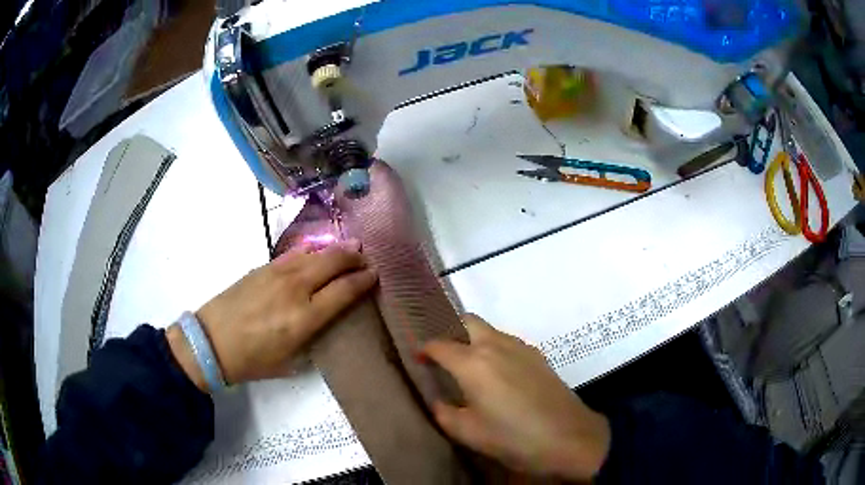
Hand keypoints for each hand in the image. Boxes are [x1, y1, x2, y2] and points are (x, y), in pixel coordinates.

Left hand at [167, 240, 376, 390]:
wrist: (211, 341)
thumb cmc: (252, 360)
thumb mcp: (289, 361)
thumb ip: (311, 339)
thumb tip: (323, 322)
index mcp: (304, 317)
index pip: (343, 291)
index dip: (363, 280)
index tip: (375, 274)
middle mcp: (295, 289)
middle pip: (332, 263)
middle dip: (353, 257)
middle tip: (365, 257)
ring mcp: (277, 274)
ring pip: (314, 253)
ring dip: (334, 250)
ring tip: (348, 248)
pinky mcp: (262, 268)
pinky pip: (293, 255)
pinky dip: (311, 251)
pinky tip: (316, 253)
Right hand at [424, 315, 609, 480]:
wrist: (568, 437)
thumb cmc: (512, 437)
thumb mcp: (468, 432)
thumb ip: (444, 412)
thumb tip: (439, 400)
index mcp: (473, 363)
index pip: (439, 345)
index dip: (424, 349)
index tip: (418, 359)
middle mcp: (495, 345)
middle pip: (467, 321)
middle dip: (450, 331)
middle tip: (443, 355)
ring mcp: (521, 347)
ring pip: (489, 330)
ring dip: (473, 339)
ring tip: (469, 366)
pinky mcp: (538, 356)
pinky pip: (508, 342)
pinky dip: (494, 348)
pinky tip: (498, 375)